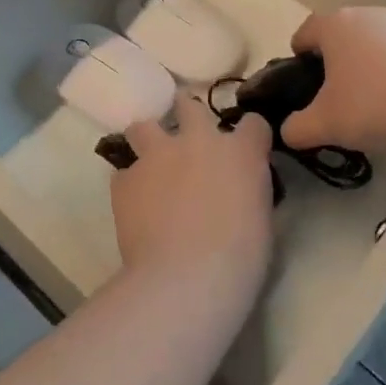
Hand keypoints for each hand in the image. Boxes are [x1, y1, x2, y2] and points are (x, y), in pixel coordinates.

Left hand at [111, 94, 274, 310]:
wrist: (187, 277)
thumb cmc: (239, 257)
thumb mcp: (261, 217)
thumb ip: (248, 189)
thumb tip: (236, 189)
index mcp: (240, 151)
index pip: (253, 123)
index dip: (249, 136)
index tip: (246, 151)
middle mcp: (197, 141)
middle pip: (190, 107)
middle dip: (189, 117)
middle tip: (189, 143)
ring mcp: (157, 155)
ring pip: (143, 127)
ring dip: (148, 141)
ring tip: (151, 164)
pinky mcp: (126, 179)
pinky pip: (124, 173)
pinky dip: (130, 185)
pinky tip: (135, 206)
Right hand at [282, 7, 385, 151]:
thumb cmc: (373, 104)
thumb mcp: (325, 124)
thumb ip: (297, 129)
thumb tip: (288, 131)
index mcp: (333, 25)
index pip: (305, 32)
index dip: (298, 56)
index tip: (302, 81)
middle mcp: (363, 14)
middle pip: (338, 35)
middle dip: (332, 60)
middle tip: (333, 94)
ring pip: (369, 41)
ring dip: (363, 63)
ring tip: (368, 99)